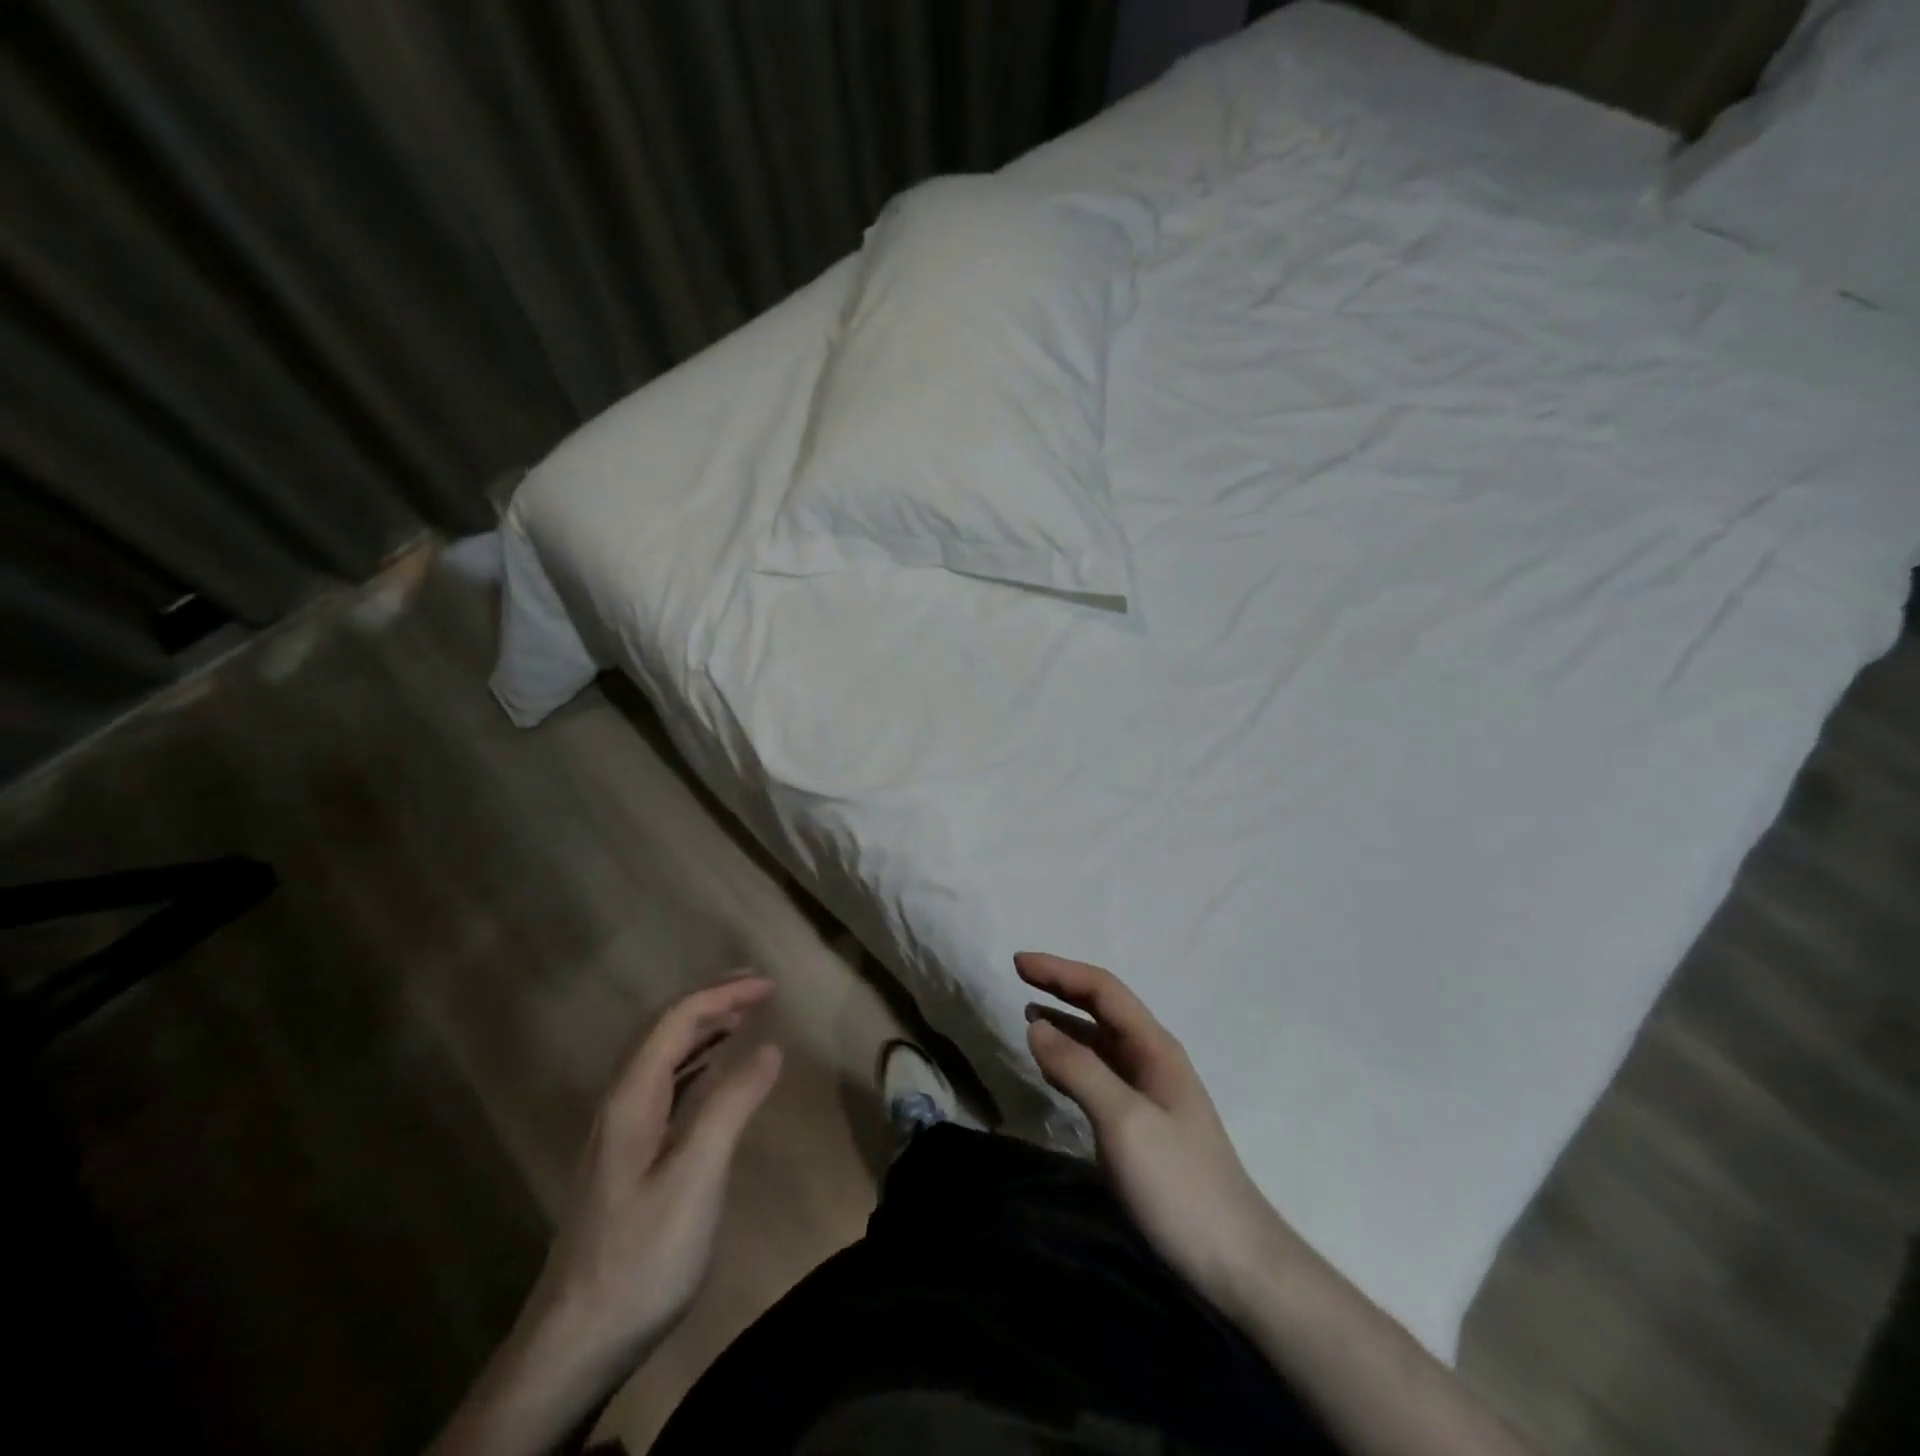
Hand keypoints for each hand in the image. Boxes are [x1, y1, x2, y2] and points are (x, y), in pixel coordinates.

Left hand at [535, 975, 783, 1364]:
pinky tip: (712, 1075)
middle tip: (759, 989)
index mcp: (631, 1097)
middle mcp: (620, 1103)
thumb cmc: (642, 1254)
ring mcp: (620, 1132)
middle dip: (712, 1000)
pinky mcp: (627, 1159)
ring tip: (743, 1017)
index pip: (677, 1019)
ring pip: (662, 1058)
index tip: (771, 986)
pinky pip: (664, 1087)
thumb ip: (732, 1104)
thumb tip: (769, 1047)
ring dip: (703, 1028)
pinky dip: (695, 1064)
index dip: (724, 994)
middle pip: (664, 1030)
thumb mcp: (696, 1176)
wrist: (575, 1344)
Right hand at [1018, 952, 1289, 1322]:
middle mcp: (1152, 1060)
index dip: (1060, 971)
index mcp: (1155, 1048)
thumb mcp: (1124, 1121)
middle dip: (1062, 987)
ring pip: (1099, 1042)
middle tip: (1020, 975)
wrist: (1235, 1264)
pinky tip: (1053, 1068)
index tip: (1018, 962)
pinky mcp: (1140, 1126)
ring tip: (1029, 1015)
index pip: (1103, 990)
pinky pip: (1098, 1075)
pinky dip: (1071, 1060)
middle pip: (1103, 1009)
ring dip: (1065, 1022)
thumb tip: (1036, 1025)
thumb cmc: (1179, 1184)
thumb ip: (1079, 1068)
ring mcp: (1148, 1094)